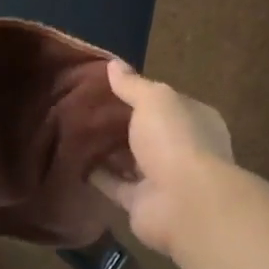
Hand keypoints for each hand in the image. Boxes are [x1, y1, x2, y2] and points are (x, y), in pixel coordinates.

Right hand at [90, 60, 232, 257]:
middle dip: (120, 122)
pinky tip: (74, 159)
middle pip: (146, 131)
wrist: (184, 203)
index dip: (139, 93)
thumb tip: (113, 64)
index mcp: (193, 119)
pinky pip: (115, 184)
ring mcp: (163, 178)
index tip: (107, 85)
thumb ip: (132, 84)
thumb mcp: (153, 100)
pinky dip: (98, 174)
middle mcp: (182, 148)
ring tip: (74, 130)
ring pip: (130, 158)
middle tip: (83, 106)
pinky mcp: (142, 202)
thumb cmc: (176, 140)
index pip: (165, 102)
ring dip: (108, 149)